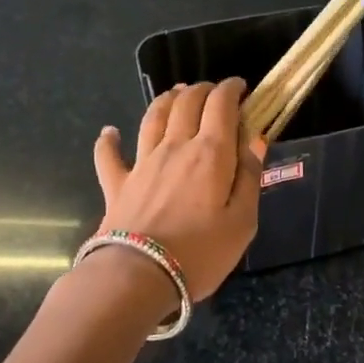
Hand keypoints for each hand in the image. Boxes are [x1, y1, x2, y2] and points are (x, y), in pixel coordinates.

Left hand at [92, 78, 261, 299]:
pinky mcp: (117, 184)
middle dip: (202, 89)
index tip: (240, 87)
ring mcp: (142, 163)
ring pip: (152, 117)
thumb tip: (255, 140)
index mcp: (211, 153)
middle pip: (186, 103)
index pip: (221, 105)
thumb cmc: (201, 253)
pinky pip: (109, 155)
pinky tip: (109, 133)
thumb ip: (249, 177)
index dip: (231, 89)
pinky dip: (108, 140)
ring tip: (175, 94)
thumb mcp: (243, 221)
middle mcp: (175, 147)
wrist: (139, 276)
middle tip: (213, 92)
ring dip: (165, 100)